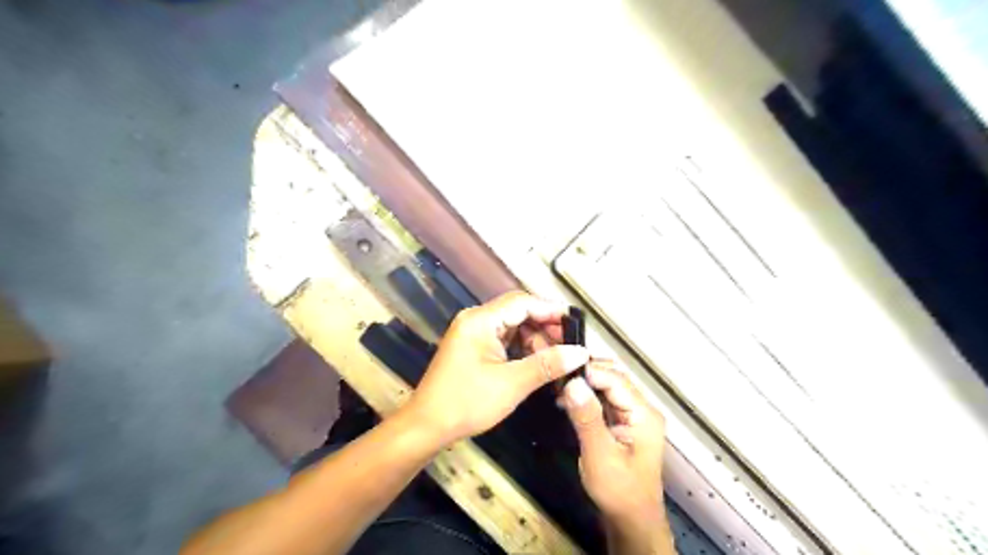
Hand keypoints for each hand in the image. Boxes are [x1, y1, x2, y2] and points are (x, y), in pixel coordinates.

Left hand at [407, 293, 588, 444]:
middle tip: (570, 344)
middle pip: (518, 311)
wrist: (427, 426)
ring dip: (535, 338)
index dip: (551, 310)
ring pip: (513, 325)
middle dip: (545, 326)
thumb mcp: (511, 384)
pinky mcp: (473, 347)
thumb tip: (581, 352)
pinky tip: (538, 361)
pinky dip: (522, 347)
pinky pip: (504, 338)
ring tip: (558, 357)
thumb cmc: (467, 403)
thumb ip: (547, 364)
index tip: (577, 324)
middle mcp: (476, 319)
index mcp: (480, 320)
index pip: (522, 302)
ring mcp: (473, 333)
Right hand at [558, 362, 666, 521]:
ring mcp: (632, 417)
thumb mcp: (600, 454)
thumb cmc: (619, 491)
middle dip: (586, 374)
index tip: (561, 369)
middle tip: (557, 374)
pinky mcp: (622, 424)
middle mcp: (641, 409)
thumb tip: (573, 382)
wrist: (631, 522)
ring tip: (558, 386)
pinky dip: (585, 398)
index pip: (615, 379)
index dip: (589, 371)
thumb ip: (587, 417)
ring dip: (584, 385)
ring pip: (606, 388)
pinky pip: (603, 401)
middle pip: (613, 379)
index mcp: (643, 413)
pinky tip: (567, 401)